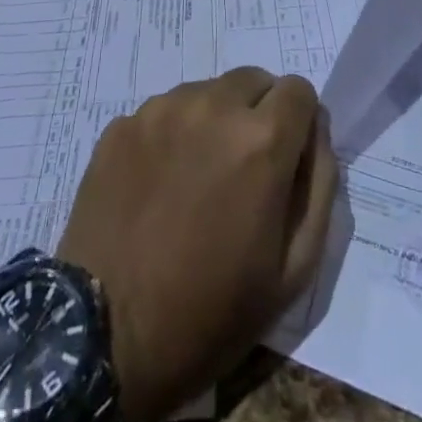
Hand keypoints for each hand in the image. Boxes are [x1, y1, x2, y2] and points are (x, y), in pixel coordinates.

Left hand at [56, 68, 338, 421]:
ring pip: (207, 92)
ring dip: (214, 121)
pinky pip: (164, 112)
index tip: (286, 160)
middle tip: (241, 172)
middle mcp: (213, 105)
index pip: (299, 90)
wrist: (102, 340)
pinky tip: (158, 186)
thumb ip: (318, 185)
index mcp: (261, 139)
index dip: (299, 124)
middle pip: (253, 81)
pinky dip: (172, 135)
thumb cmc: (210, 313)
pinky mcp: (122, 124)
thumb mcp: (293, 270)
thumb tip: (316, 130)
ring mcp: (161, 110)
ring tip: (195, 180)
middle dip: (258, 115)